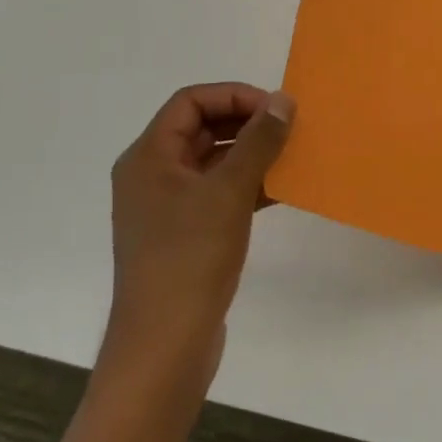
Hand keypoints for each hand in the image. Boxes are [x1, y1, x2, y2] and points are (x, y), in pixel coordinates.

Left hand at [102, 83, 293, 394]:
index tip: (274, 109)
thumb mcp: (229, 191)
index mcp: (149, 157)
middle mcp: (152, 175)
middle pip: (201, 128)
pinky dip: (247, 185)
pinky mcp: (184, 234)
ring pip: (213, 161)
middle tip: (288, 128)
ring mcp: (167, 207)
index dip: (233, 95)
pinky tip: (281, 190)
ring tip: (292, 155)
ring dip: (251, 154)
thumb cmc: (190, 258)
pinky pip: (217, 193)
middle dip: (246, 123)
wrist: (165, 345)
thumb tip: (282, 100)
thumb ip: (258, 141)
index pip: (190, 102)